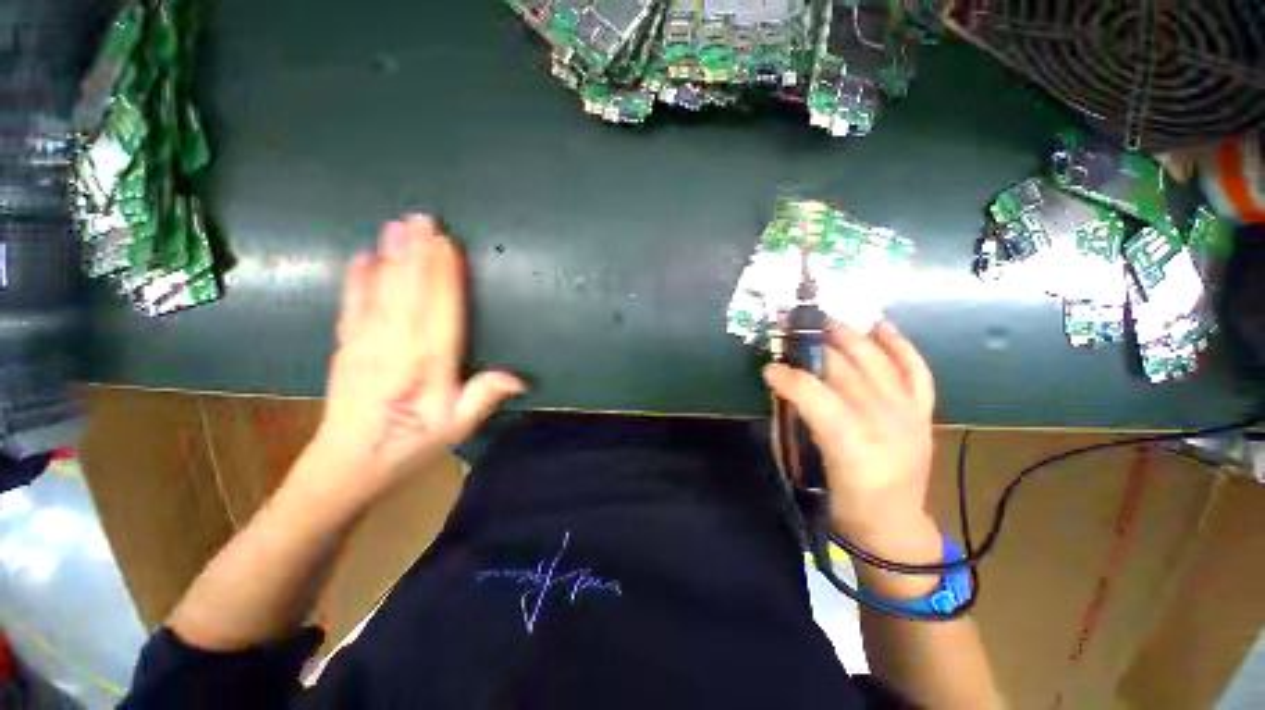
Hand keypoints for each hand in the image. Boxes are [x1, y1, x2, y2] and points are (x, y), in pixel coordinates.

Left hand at [307, 215, 524, 495]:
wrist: (349, 463)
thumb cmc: (411, 444)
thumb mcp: (458, 427)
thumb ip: (484, 396)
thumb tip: (518, 378)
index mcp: (427, 363)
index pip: (440, 309)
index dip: (444, 274)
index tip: (446, 243)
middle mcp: (396, 345)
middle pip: (409, 291)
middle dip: (417, 253)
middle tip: (421, 218)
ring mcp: (366, 342)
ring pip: (381, 292)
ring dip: (391, 257)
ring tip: (396, 226)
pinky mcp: (346, 346)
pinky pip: (352, 306)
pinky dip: (357, 280)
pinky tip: (361, 258)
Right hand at [763, 322, 935, 545]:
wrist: (893, 525)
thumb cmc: (842, 502)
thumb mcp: (806, 468)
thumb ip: (792, 424)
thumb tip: (780, 389)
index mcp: (851, 445)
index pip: (817, 396)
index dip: (790, 378)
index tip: (768, 369)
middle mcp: (885, 423)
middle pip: (845, 370)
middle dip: (814, 348)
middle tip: (790, 337)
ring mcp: (909, 414)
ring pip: (877, 360)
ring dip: (849, 336)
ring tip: (825, 323)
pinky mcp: (923, 412)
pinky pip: (915, 369)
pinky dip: (898, 345)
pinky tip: (880, 326)